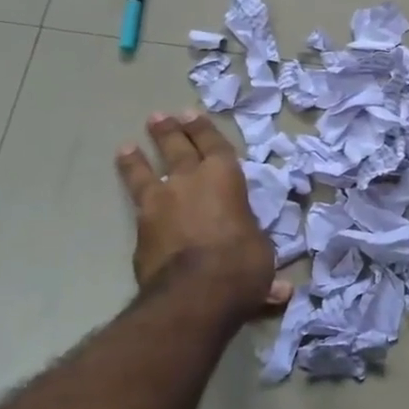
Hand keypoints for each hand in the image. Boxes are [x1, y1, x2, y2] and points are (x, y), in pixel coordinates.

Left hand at [115, 110, 289, 320]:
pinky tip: (132, 201)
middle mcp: (190, 182)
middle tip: (159, 118)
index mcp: (225, 178)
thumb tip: (282, 292)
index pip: (214, 145)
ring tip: (127, 147)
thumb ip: (260, 264)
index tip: (191, 115)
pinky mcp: (139, 231)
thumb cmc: (241, 263)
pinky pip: (136, 205)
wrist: (194, 293)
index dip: (203, 130)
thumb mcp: (261, 257)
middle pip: (176, 149)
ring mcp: (160, 204)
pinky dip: (133, 197)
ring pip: (145, 173)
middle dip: (169, 132)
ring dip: (137, 160)